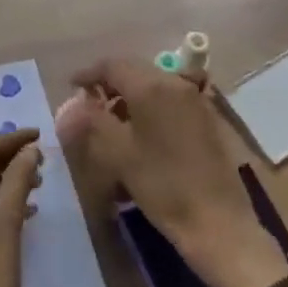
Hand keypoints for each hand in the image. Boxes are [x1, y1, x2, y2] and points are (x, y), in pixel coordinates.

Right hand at [60, 57, 287, 286]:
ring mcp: (195, 99)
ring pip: (154, 85)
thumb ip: (92, 122)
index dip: (89, 73)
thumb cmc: (162, 185)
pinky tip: (141, 132)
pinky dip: (150, 106)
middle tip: (90, 104)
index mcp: (152, 86)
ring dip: (130, 96)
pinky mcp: (206, 118)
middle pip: (135, 71)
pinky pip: (170, 100)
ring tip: (113, 121)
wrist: (217, 221)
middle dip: (110, 83)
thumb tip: (70, 105)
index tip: (72, 86)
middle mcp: (175, 83)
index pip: (113, 65)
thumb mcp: (119, 154)